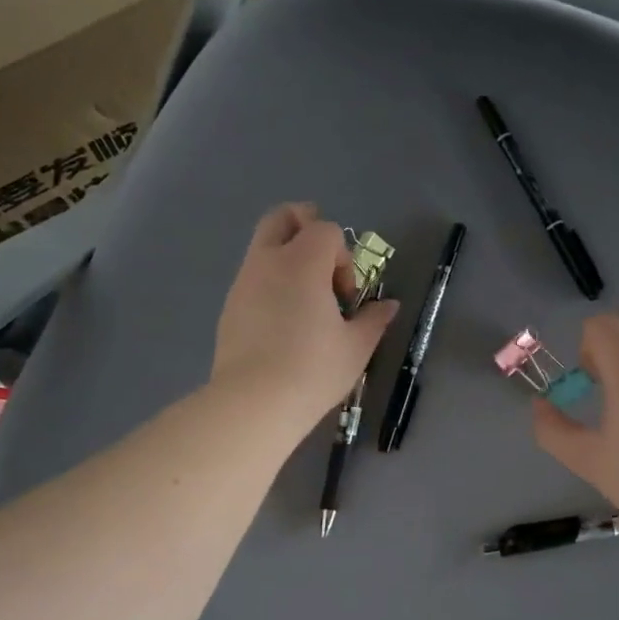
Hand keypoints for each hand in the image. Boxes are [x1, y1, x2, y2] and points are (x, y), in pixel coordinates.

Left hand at [211, 203, 399, 436]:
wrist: (254, 402)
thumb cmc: (313, 369)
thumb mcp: (356, 347)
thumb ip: (374, 319)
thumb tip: (389, 306)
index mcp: (302, 262)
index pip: (326, 230)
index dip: (344, 258)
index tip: (346, 298)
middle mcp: (268, 261)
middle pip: (282, 217)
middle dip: (305, 227)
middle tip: (323, 261)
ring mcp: (243, 282)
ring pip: (263, 246)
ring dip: (288, 259)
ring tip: (306, 302)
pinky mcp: (230, 306)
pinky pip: (253, 277)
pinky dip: (272, 283)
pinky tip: (284, 323)